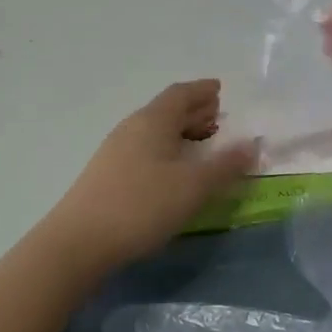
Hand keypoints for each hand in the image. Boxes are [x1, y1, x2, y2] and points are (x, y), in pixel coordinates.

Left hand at [42, 80, 258, 274]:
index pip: (180, 93)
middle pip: (167, 110)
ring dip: (180, 132)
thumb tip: (252, 144)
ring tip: (201, 143)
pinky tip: (173, 170)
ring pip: (155, 131)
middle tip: (218, 117)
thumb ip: (225, 165)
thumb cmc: (141, 205)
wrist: (79, 241)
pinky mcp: (107, 174)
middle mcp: (132, 127)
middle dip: (194, 111)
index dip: (202, 90)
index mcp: (153, 120)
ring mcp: (115, 150)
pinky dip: (166, 149)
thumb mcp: (193, 186)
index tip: (220, 89)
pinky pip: (145, 148)